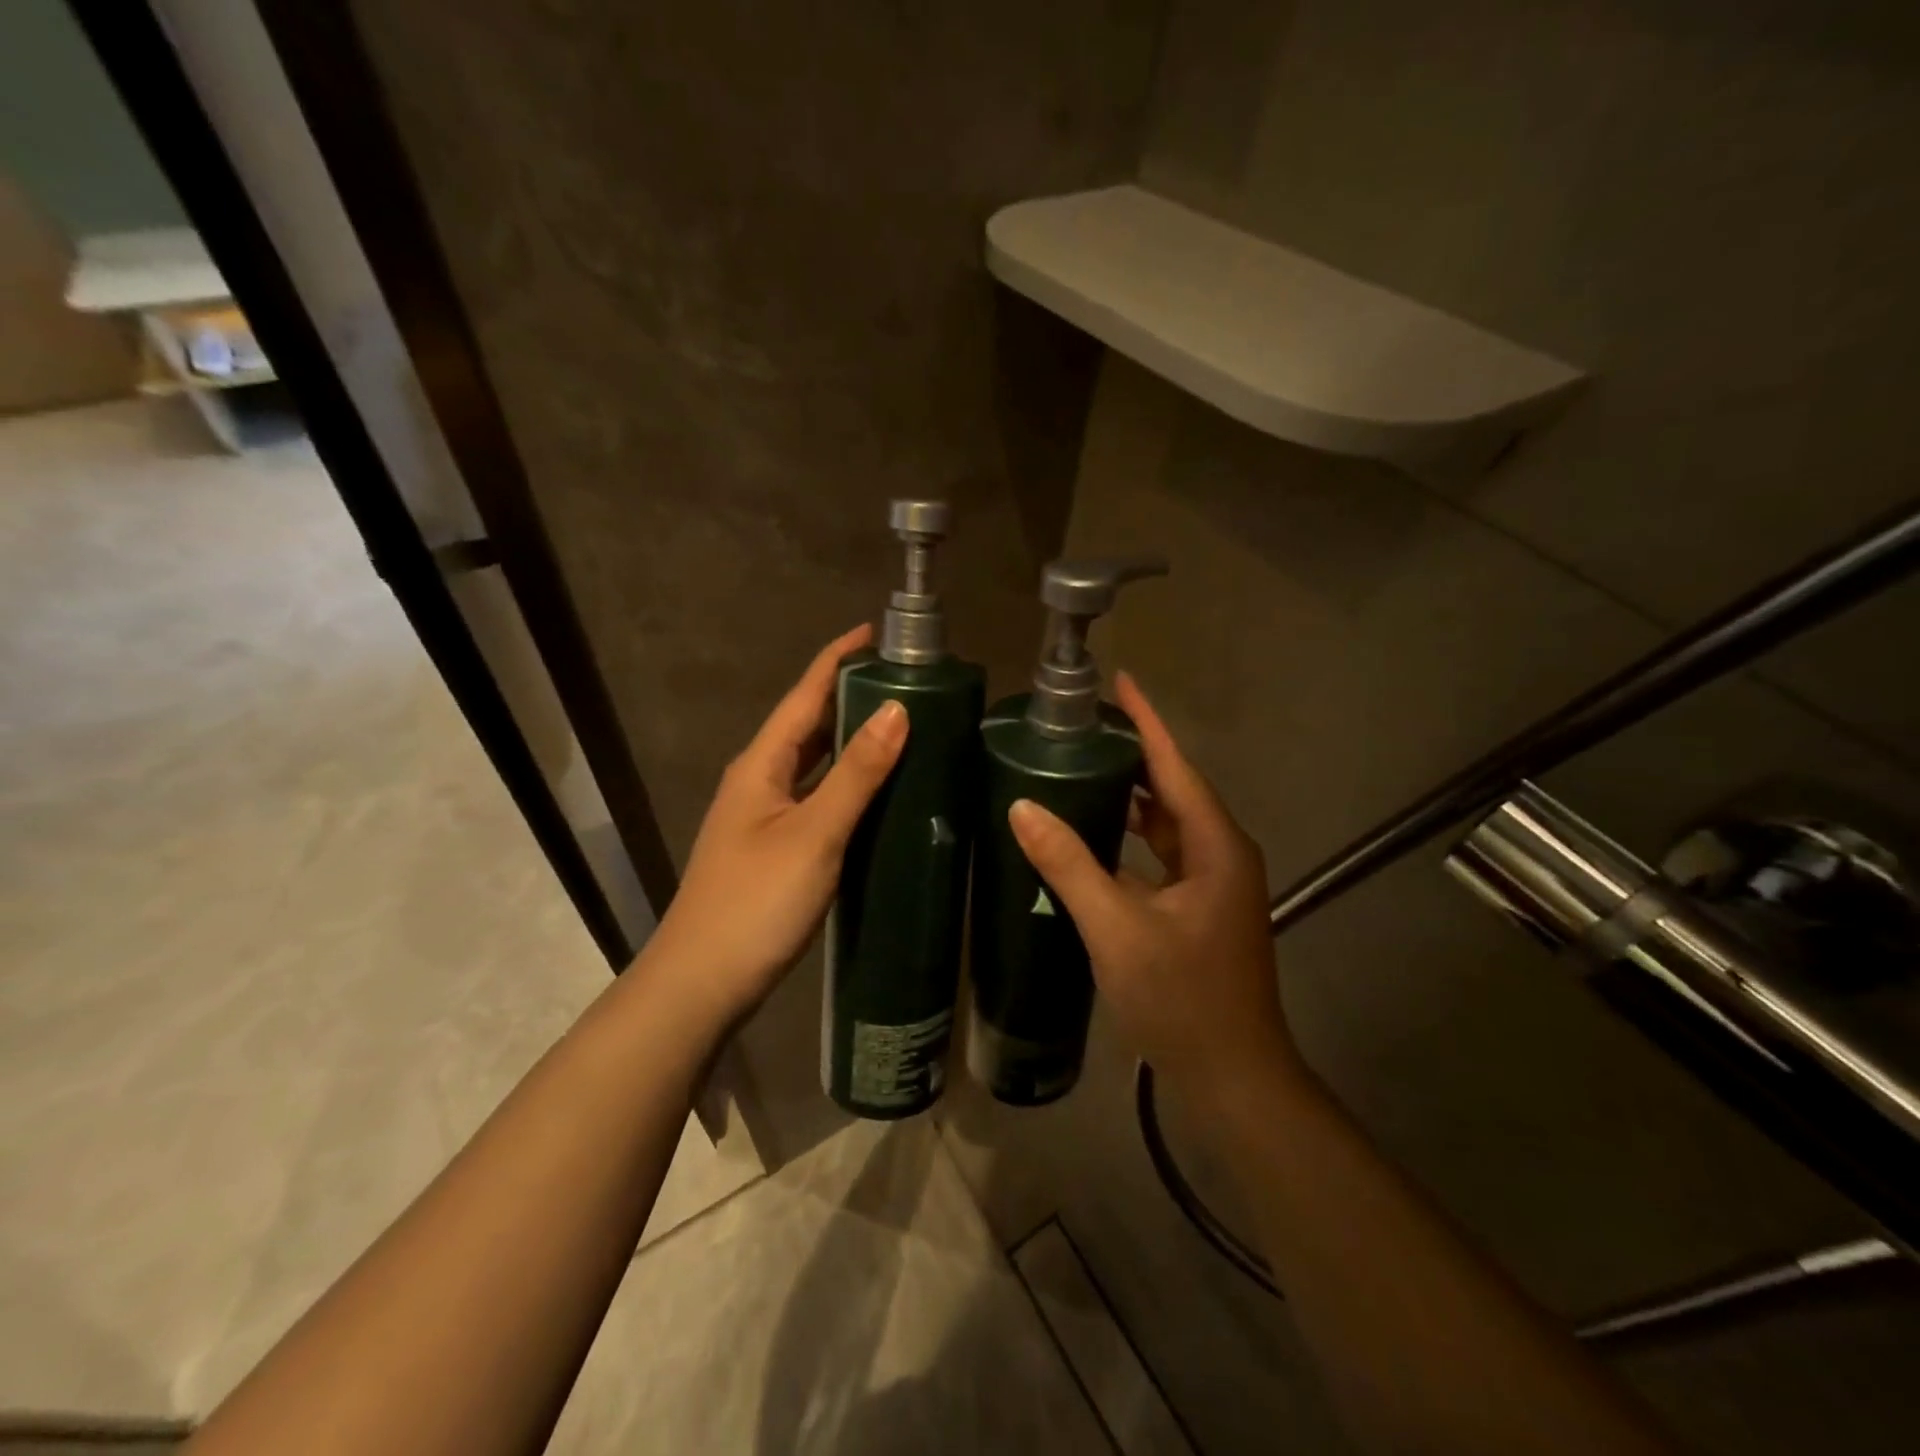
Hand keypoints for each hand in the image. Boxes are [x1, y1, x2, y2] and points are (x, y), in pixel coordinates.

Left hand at [639, 625, 907, 1025]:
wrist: (702, 983)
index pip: (805, 694)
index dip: (838, 658)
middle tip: (906, 681)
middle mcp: (760, 780)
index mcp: (761, 764)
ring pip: (813, 763)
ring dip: (850, 740)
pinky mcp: (776, 847)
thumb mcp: (814, 834)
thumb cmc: (756, 902)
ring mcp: (765, 816)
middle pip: (808, 724)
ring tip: (902, 725)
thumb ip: (856, 773)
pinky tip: (878, 793)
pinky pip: (817, 797)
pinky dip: (847, 783)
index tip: (876, 631)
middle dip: (850, 695)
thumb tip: (897, 710)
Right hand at [1007, 673, 1300, 1100]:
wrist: (1232, 1078)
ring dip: (1128, 799)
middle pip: (1171, 789)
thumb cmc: (1182, 998)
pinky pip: (1158, 857)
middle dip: (1132, 756)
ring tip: (1077, 772)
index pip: (1175, 765)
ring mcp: (1210, 885)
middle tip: (1078, 730)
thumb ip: (1069, 864)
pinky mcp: (1196, 910)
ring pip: (1165, 825)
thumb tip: (1022, 806)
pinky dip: (1127, 840)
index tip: (1119, 682)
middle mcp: (1220, 854)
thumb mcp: (1116, 928)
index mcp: (1215, 845)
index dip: (1147, 721)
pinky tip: (1089, 839)